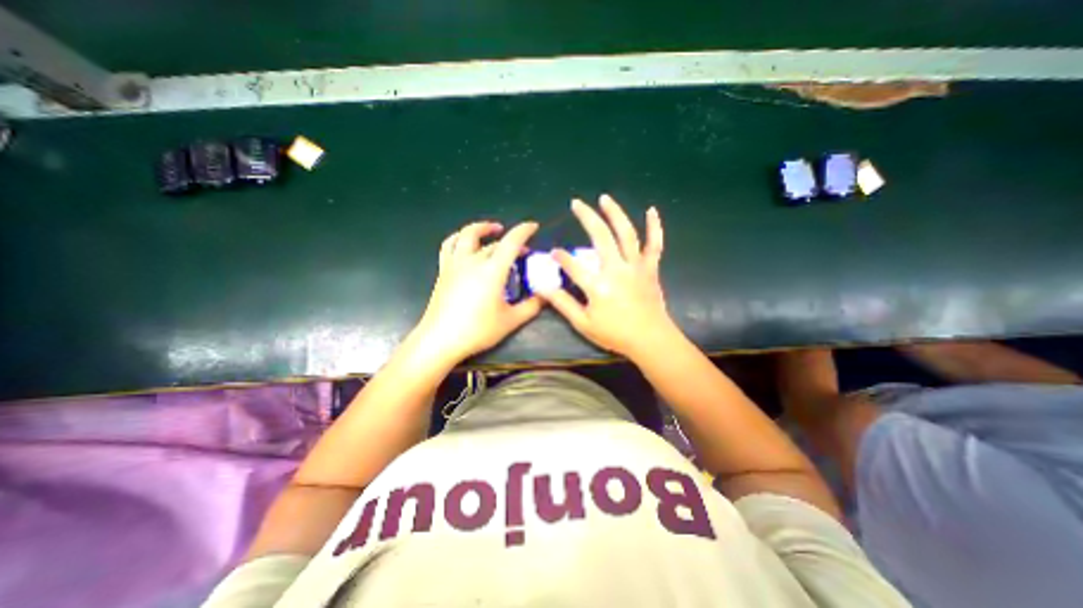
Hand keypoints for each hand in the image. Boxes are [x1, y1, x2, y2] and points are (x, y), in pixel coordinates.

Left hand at [413, 220, 540, 364]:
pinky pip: (449, 246)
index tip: (533, 226)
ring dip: (481, 229)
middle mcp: (472, 261)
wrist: (440, 340)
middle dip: (510, 241)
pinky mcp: (443, 271)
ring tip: (491, 230)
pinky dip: (459, 238)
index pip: (511, 242)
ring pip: (466, 235)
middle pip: (493, 242)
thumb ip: (531, 307)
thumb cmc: (477, 330)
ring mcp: (455, 264)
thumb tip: (545, 296)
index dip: (523, 231)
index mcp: (492, 270)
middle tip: (522, 250)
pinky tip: (464, 243)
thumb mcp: (510, 321)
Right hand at [539, 195, 678, 357]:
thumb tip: (542, 288)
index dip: (561, 257)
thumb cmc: (615, 334)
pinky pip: (654, 244)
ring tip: (604, 198)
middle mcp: (617, 269)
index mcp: (598, 285)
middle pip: (600, 236)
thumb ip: (563, 304)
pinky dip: (654, 227)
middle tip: (576, 203)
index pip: (573, 265)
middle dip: (586, 217)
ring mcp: (636, 266)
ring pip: (626, 233)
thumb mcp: (584, 323)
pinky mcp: (650, 268)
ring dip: (615, 213)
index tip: (553, 252)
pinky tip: (651, 211)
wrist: (650, 340)